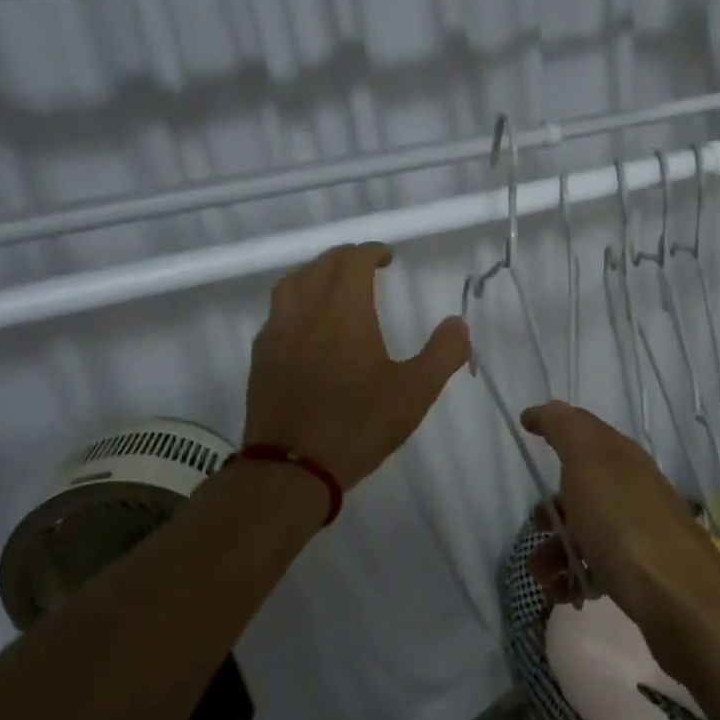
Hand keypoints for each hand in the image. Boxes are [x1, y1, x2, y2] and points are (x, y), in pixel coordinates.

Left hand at [244, 243, 469, 491]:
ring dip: (317, 274)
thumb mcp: (415, 392)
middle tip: (366, 268)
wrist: (293, 467)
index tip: (388, 257)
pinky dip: (296, 301)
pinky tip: (306, 324)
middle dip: (346, 258)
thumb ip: (443, 353)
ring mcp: (277, 332)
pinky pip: (277, 311)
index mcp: (345, 310)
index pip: (353, 261)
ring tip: (334, 286)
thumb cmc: (358, 424)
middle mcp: (307, 310)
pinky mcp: (261, 356)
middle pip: (322, 265)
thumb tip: (458, 324)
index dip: (372, 252)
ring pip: (293, 283)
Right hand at [519, 401, 719, 663]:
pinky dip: (575, 577)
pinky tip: (565, 593)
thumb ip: (564, 429)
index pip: (585, 432)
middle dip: (551, 509)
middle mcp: (634, 489)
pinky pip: (599, 566)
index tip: (526, 429)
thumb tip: (542, 410)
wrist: (679, 599)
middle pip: (582, 488)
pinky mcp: (642, 572)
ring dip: (556, 551)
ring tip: (543, 576)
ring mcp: (640, 531)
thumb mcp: (588, 461)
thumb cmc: (623, 523)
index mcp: (622, 458)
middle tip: (535, 528)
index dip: (555, 428)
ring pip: (587, 531)